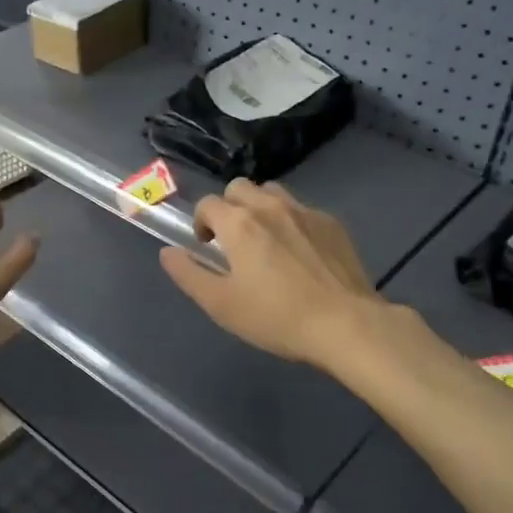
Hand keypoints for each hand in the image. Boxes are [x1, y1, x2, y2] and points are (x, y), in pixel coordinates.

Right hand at [159, 179, 379, 367]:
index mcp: (239, 224)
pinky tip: (300, 254)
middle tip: (233, 242)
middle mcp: (270, 206)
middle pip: (240, 188)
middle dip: (229, 208)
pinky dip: (291, 222)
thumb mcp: (220, 304)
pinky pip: (302, 210)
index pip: (208, 204)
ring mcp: (305, 212)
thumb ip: (189, 274)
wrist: (345, 324)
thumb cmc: (275, 317)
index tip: (207, 247)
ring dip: (260, 208)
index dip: (201, 222)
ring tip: (266, 241)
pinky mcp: (332, 224)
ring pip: (273, 193)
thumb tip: (168, 252)